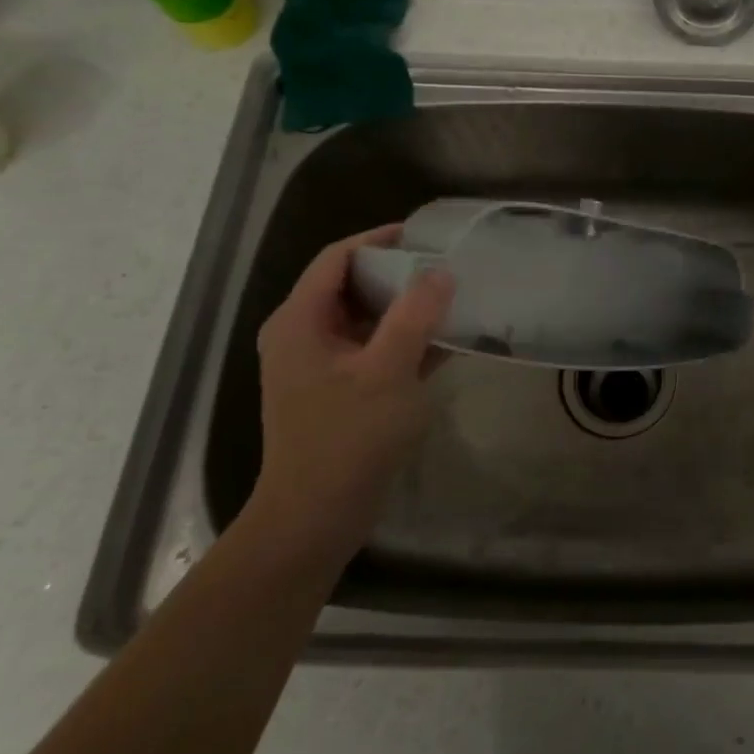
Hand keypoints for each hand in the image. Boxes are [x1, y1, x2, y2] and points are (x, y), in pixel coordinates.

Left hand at [249, 224, 454, 563]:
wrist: (316, 518)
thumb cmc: (348, 438)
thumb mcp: (388, 371)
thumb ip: (415, 316)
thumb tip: (440, 272)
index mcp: (301, 321)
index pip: (337, 258)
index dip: (379, 239)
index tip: (425, 235)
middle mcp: (304, 336)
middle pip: (351, 285)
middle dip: (399, 273)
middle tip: (446, 267)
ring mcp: (320, 366)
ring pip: (366, 319)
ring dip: (406, 308)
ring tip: (453, 299)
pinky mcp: (339, 391)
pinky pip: (373, 350)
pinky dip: (404, 341)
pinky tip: (446, 342)